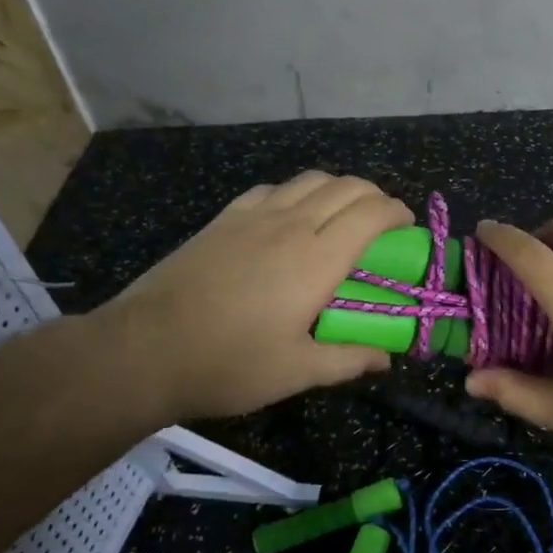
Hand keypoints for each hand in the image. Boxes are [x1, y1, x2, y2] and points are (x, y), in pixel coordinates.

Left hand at [87, 172, 412, 425]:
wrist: (146, 349)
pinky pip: (273, 189)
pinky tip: (290, 216)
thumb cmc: (229, 363)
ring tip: (342, 213)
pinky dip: (297, 193)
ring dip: (338, 188)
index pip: (371, 213)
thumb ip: (348, 360)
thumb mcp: (297, 372)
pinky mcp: (225, 218)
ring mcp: (254, 216)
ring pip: (310, 180)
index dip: (396, 212)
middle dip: (374, 195)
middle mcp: (292, 225)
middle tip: (381, 221)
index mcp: (318, 259)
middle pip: (346, 186)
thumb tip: (385, 359)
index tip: (407, 226)